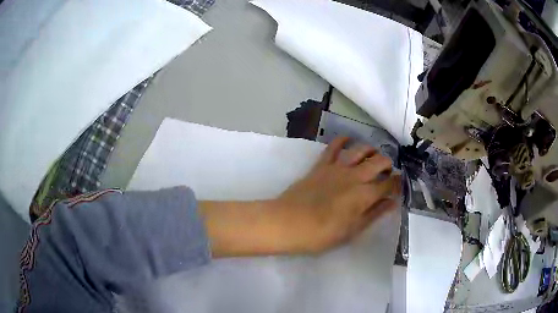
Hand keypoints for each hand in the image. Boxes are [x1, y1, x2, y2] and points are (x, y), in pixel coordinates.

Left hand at [277, 137, 400, 252]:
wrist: (288, 223)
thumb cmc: (321, 234)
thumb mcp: (352, 230)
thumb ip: (374, 214)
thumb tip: (392, 203)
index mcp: (365, 195)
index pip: (390, 183)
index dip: (398, 183)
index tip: (399, 185)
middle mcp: (355, 176)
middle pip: (379, 161)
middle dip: (388, 164)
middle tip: (387, 173)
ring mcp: (338, 167)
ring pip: (361, 149)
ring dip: (371, 150)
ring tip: (373, 157)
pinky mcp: (322, 164)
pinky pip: (334, 146)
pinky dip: (343, 140)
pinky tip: (349, 140)